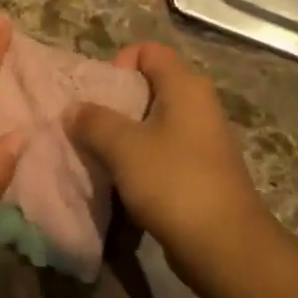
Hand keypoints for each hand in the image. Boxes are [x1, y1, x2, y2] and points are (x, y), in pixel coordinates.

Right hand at [68, 42, 275, 278]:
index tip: (97, 95)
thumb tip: (73, 109)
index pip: (148, 51)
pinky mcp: (200, 171)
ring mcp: (202, 139)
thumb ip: (93, 121)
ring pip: (153, 123)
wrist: (224, 246)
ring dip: (124, 137)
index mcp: (185, 86)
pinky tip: (121, 182)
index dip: (118, 64)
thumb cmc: (173, 182)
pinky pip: (162, 152)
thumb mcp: (123, 146)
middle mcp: (197, 104)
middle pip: (148, 87)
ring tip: (99, 156)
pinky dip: (140, 161)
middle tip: (88, 127)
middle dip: (114, 104)